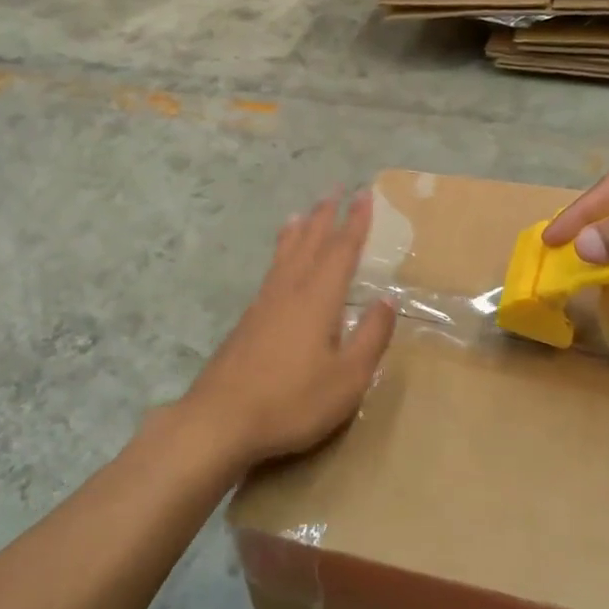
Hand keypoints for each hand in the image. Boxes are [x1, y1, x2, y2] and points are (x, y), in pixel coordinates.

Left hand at [182, 189, 395, 469]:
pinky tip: (279, 264)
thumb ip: (370, 336)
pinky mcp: (248, 321)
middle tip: (336, 189)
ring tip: (304, 212)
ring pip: (286, 254)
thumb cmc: (292, 400)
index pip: (342, 250)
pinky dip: (281, 252)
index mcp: (318, 299)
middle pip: (311, 242)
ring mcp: (264, 303)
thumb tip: (387, 300)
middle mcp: (290, 290)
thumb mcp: (347, 377)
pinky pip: (272, 270)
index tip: (364, 195)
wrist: (221, 419)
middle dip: (326, 215)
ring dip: (299, 230)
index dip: (356, 223)